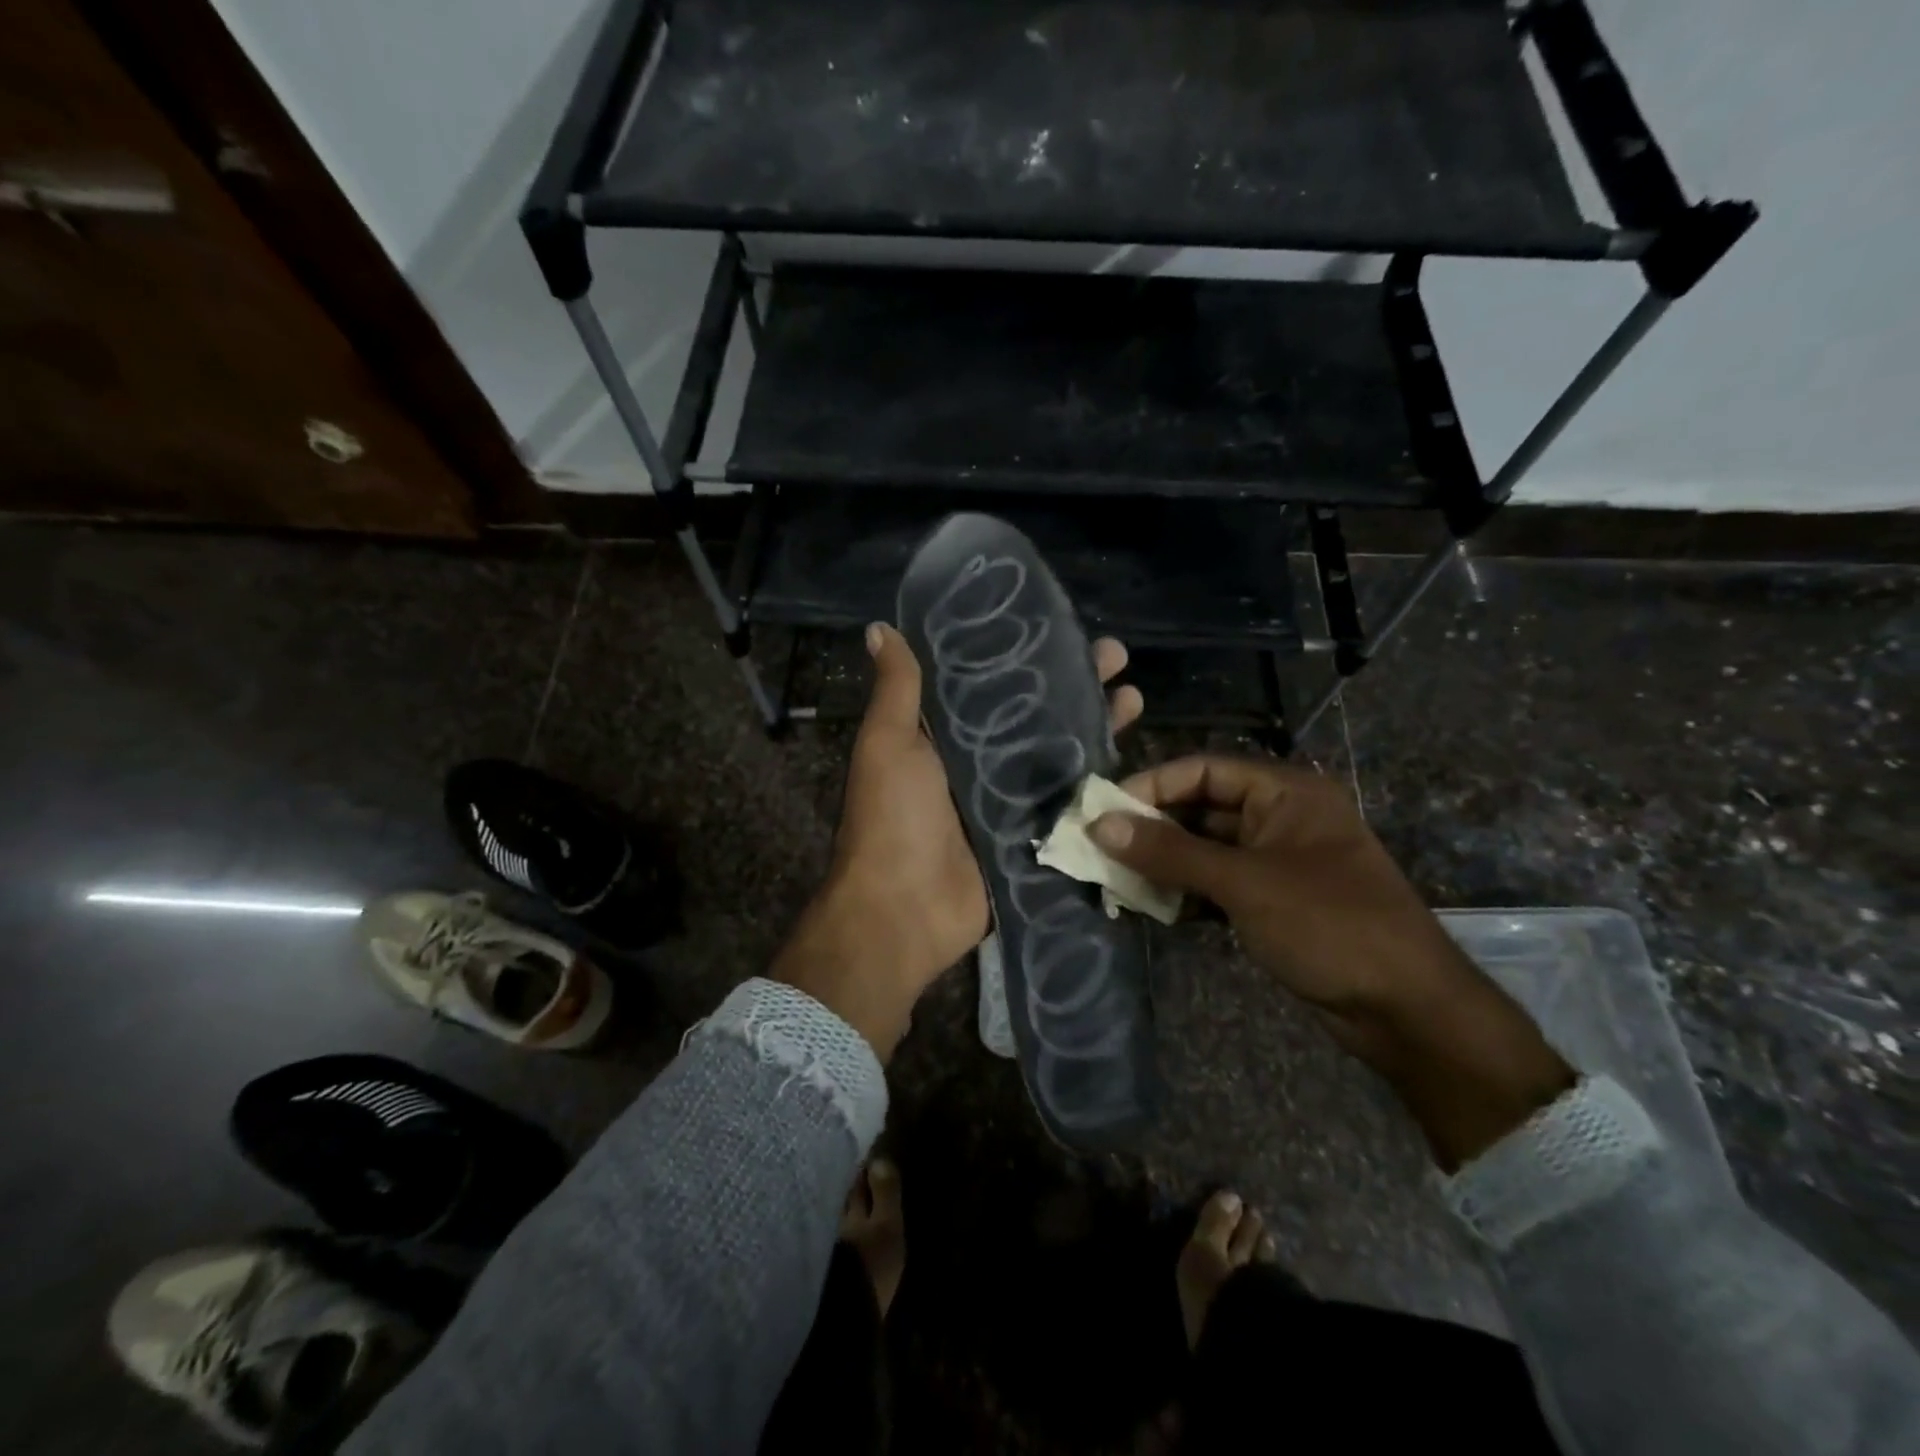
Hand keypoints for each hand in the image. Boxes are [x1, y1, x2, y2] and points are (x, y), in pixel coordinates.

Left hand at [772, 623, 1142, 1061]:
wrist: (905, 910)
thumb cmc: (893, 818)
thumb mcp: (888, 743)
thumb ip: (897, 689)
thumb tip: (881, 629)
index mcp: (944, 735)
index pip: (992, 681)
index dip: (1026, 654)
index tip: (1061, 627)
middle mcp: (980, 762)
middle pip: (1037, 714)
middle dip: (1076, 685)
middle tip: (1117, 657)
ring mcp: (1010, 801)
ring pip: (1061, 754)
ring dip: (1096, 725)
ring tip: (1135, 697)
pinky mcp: (1033, 836)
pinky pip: (1070, 803)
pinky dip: (1098, 782)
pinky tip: (1134, 757)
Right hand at [1089, 756, 1572, 1167]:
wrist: (1408, 1010)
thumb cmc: (1330, 925)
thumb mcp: (1244, 883)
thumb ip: (1169, 852)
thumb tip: (1100, 826)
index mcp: (1286, 792)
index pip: (1204, 770)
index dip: (1151, 785)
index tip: (1102, 810)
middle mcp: (1280, 818)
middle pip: (1201, 808)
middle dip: (1152, 827)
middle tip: (1099, 847)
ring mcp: (1277, 862)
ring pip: (1205, 849)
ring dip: (1163, 862)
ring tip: (1114, 877)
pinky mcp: (1272, 901)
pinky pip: (1217, 883)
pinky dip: (1184, 891)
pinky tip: (1149, 905)